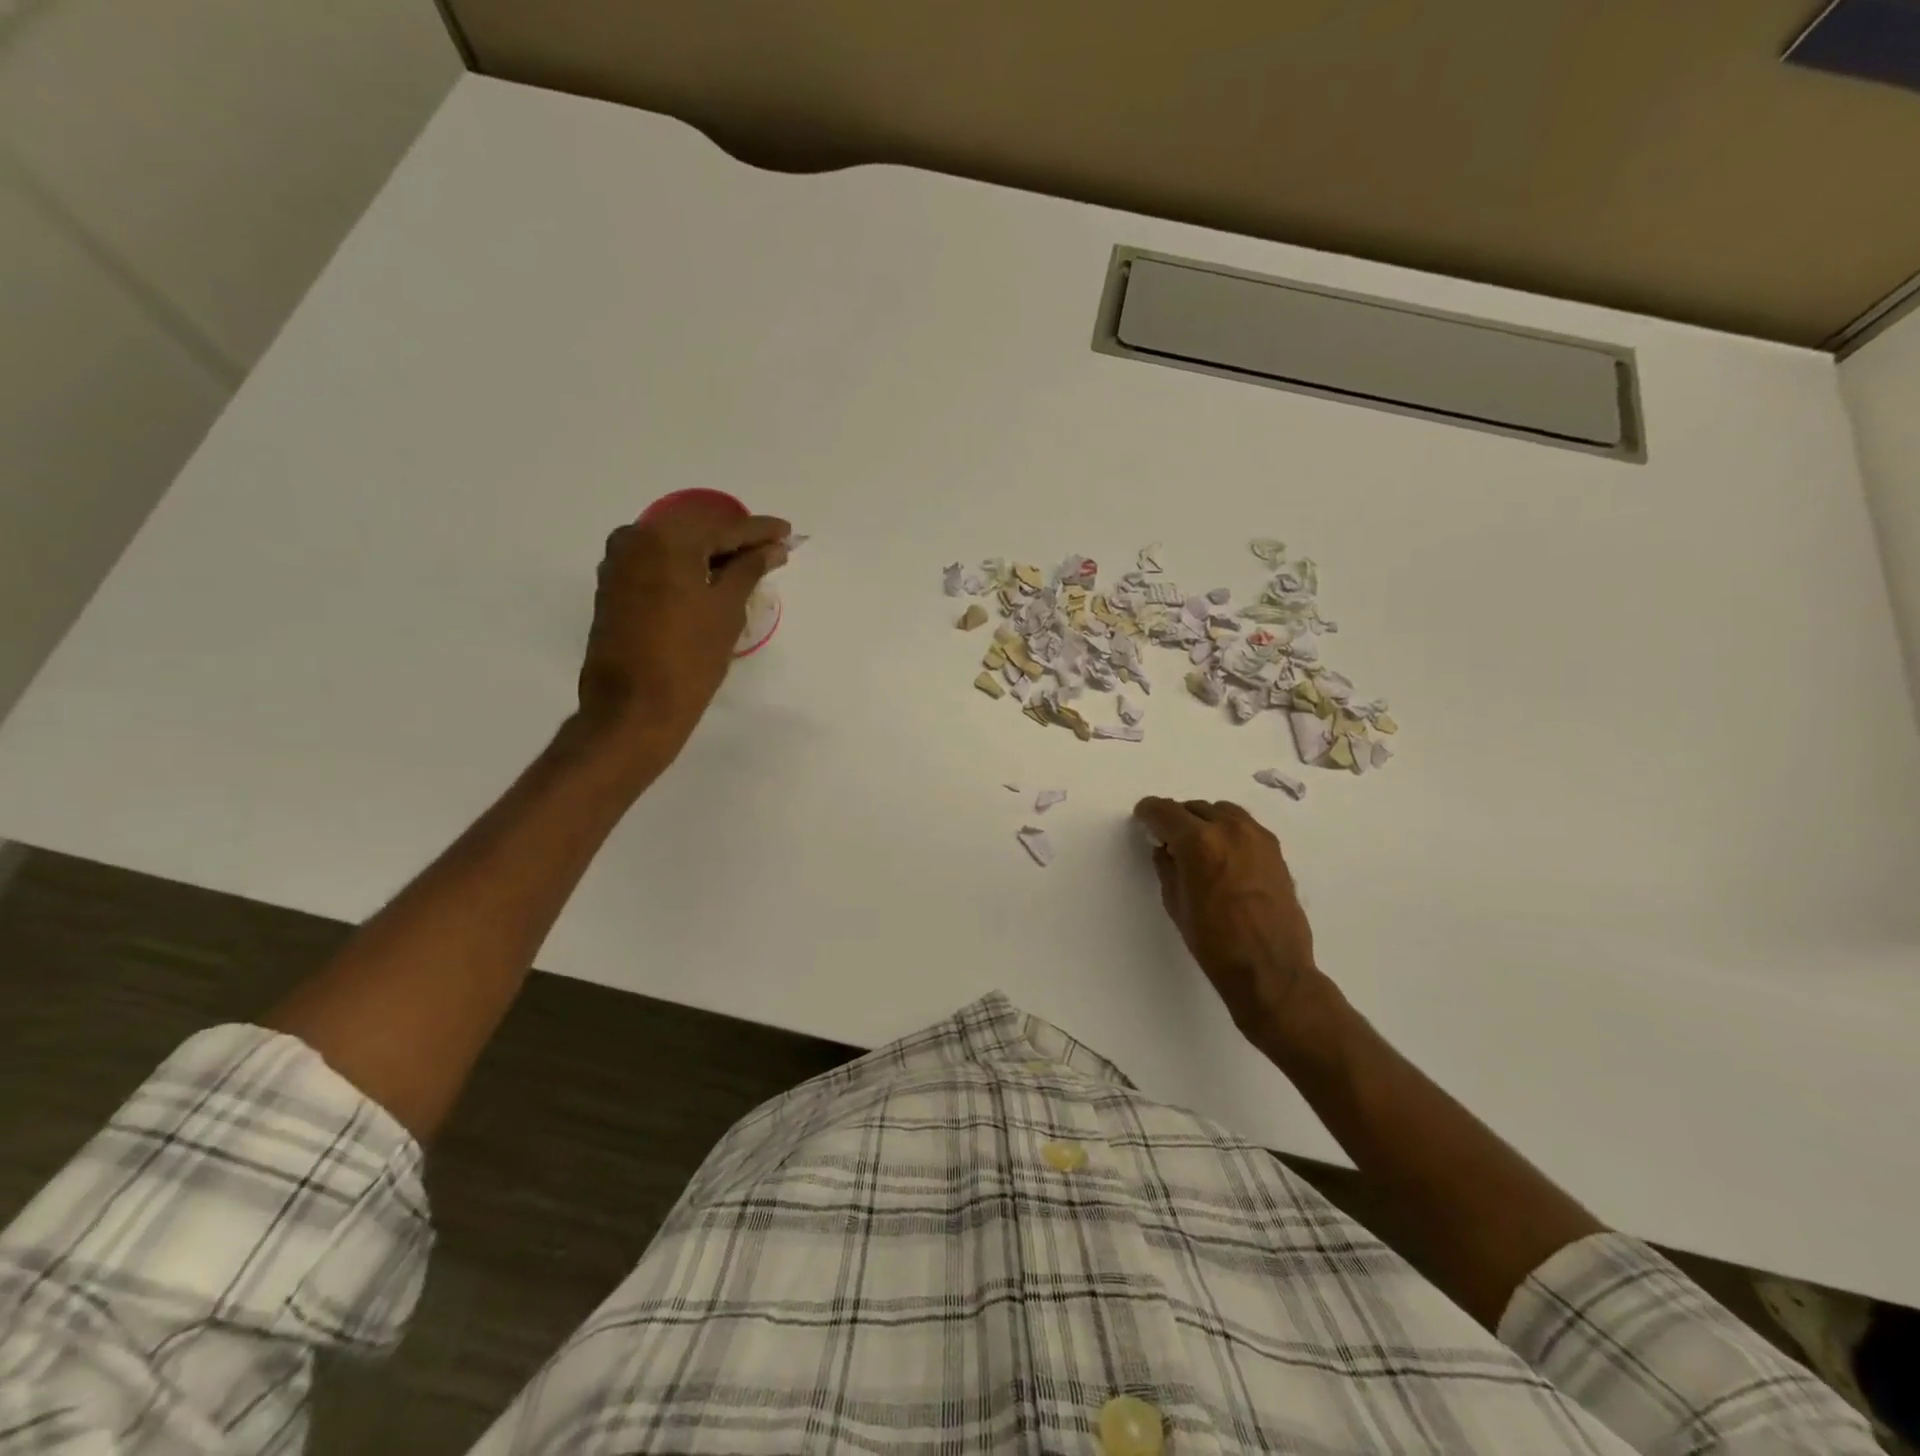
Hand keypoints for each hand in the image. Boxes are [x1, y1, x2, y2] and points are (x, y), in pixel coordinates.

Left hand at [577, 502, 789, 758]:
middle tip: (771, 549)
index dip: (760, 531)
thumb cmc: (689, 658)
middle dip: (735, 539)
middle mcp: (635, 538)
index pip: (724, 527)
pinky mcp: (613, 586)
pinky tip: (712, 579)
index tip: (787, 533)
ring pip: (675, 546)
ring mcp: (618, 562)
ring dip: (710, 553)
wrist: (633, 708)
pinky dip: (686, 566)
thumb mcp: (727, 609)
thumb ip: (749, 569)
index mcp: (666, 539)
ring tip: (747, 565)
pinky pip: (658, 563)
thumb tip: (770, 549)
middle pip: (696, 530)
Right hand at [1132, 797, 1340, 1057]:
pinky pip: (1244, 827)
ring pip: (1222, 812)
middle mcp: (1229, 829)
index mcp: (1198, 842)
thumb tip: (1166, 849)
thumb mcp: (1176, 903)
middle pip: (1194, 808)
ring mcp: (1257, 837)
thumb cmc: (1214, 942)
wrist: (1270, 969)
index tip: (1143, 817)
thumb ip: (1167, 867)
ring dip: (1204, 821)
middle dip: (1177, 819)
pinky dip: (1228, 831)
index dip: (1149, 812)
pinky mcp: (1275, 850)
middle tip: (1168, 839)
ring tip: (1198, 845)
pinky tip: (1224, 856)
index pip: (1165, 811)